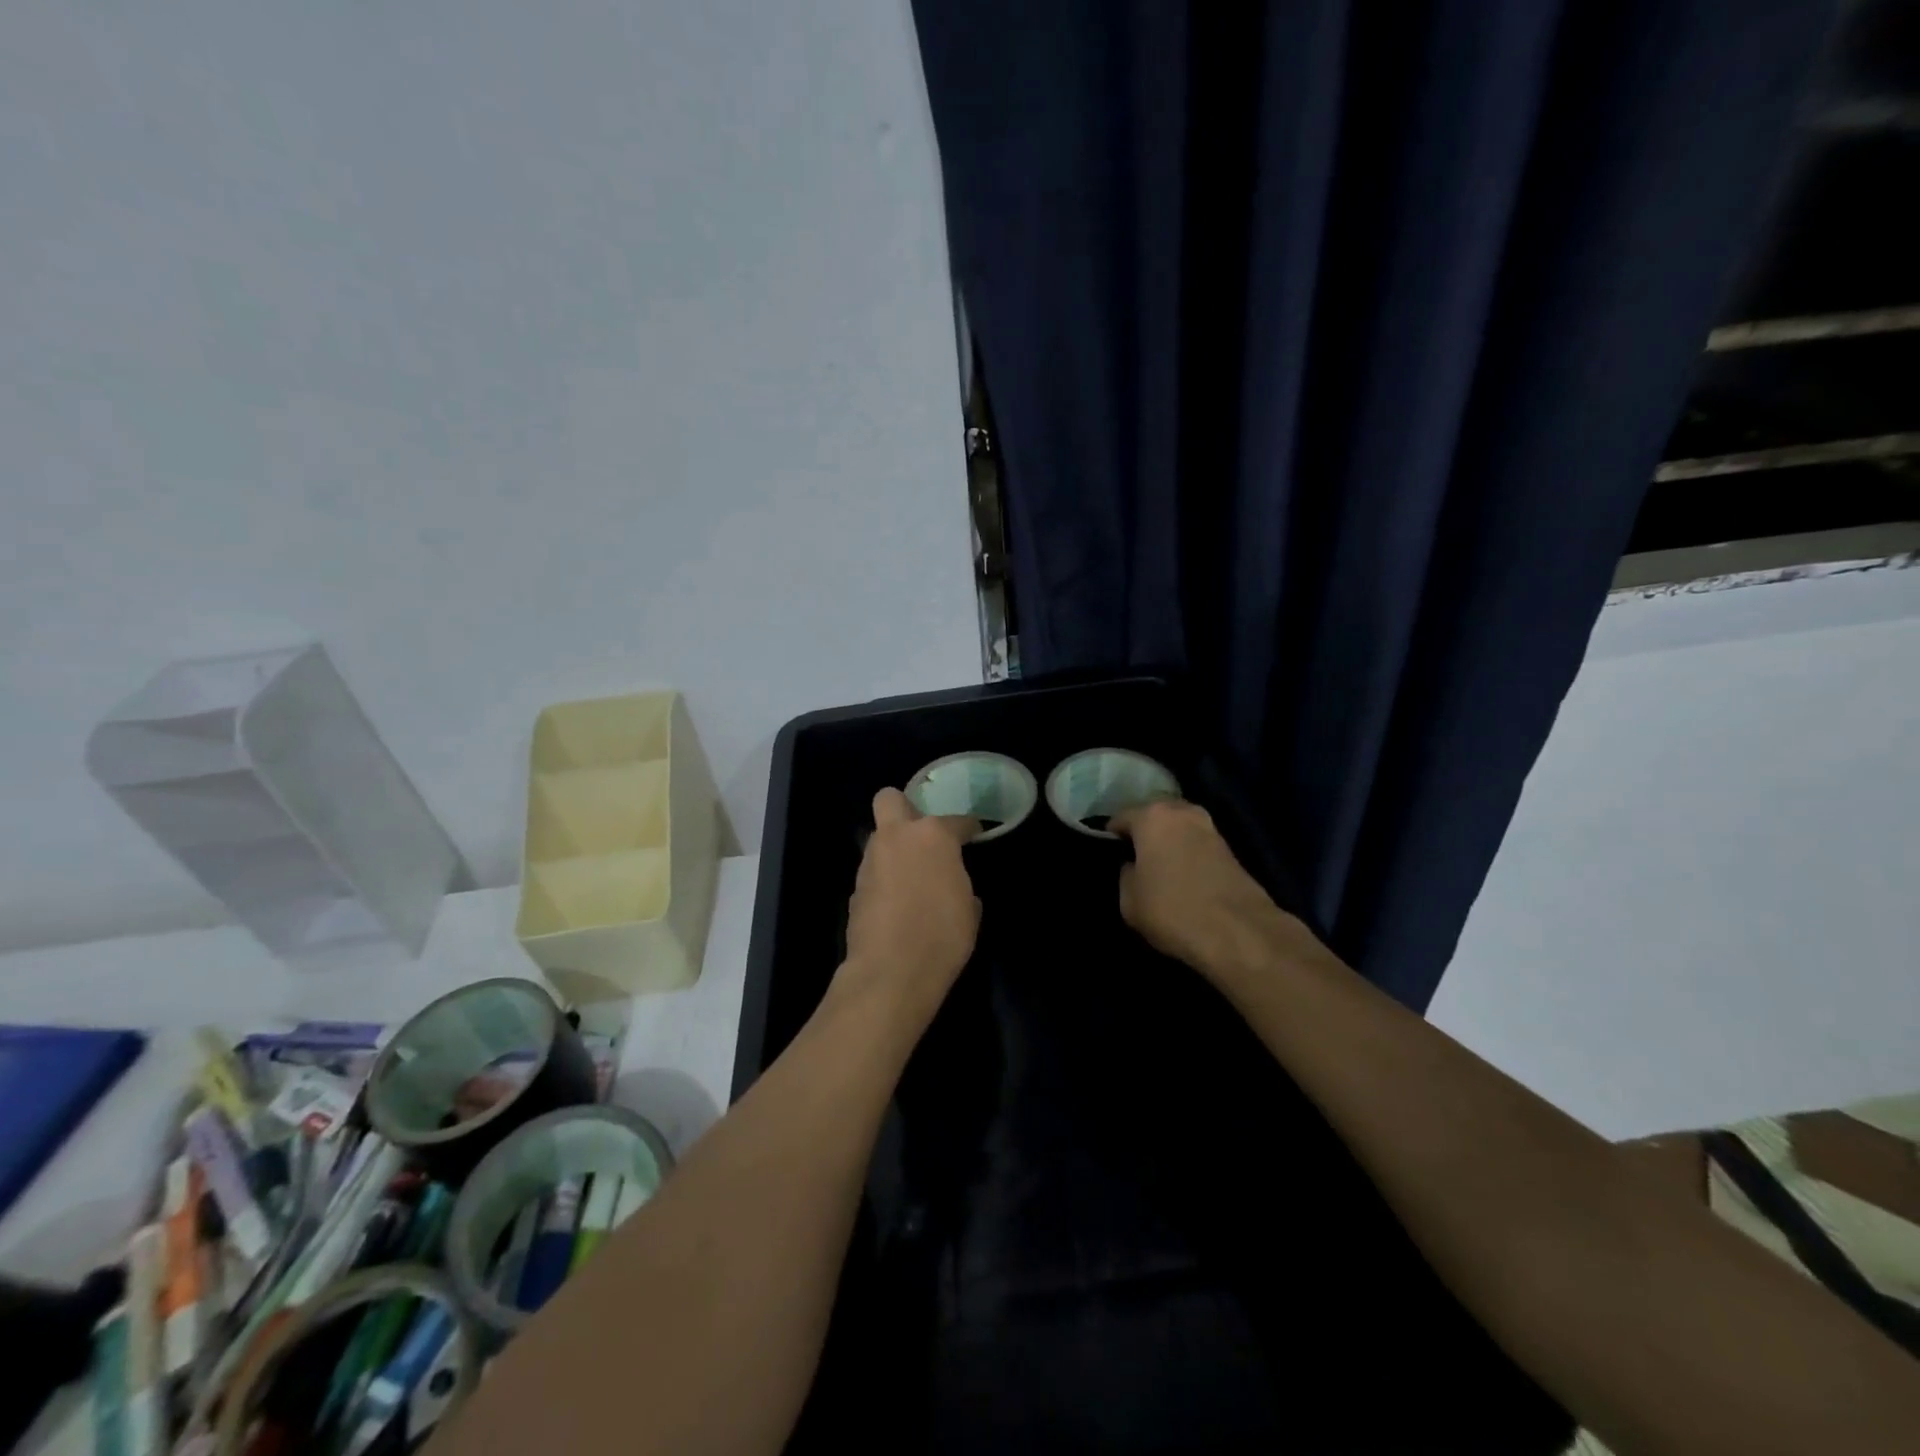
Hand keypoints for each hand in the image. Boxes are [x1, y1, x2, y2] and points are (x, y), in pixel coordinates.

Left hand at [840, 788, 980, 1004]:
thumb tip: (955, 886)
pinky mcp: (855, 888)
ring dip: (894, 849)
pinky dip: (885, 880)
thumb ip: (961, 885)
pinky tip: (897, 904)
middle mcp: (897, 838)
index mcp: (933, 836)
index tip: (974, 836)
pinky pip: (874, 872)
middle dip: (905, 809)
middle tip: (922, 834)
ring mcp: (871, 861)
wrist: (891, 971)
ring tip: (911, 877)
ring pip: (879, 838)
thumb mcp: (969, 910)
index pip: (956, 821)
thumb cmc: (943, 935)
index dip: (968, 828)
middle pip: (890, 799)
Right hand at [1112, 799, 1311, 975]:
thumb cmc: (1172, 910)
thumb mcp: (1129, 900)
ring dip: (1168, 842)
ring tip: (1157, 867)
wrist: (1238, 931)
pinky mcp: (1230, 848)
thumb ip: (1125, 874)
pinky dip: (1186, 853)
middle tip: (1132, 858)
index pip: (1120, 818)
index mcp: (1151, 816)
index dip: (1110, 836)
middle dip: (1142, 833)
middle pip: (1153, 816)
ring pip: (1178, 828)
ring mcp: (1210, 827)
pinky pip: (1196, 843)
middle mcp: (1182, 811)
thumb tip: (1132, 866)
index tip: (1107, 854)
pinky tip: (1181, 875)